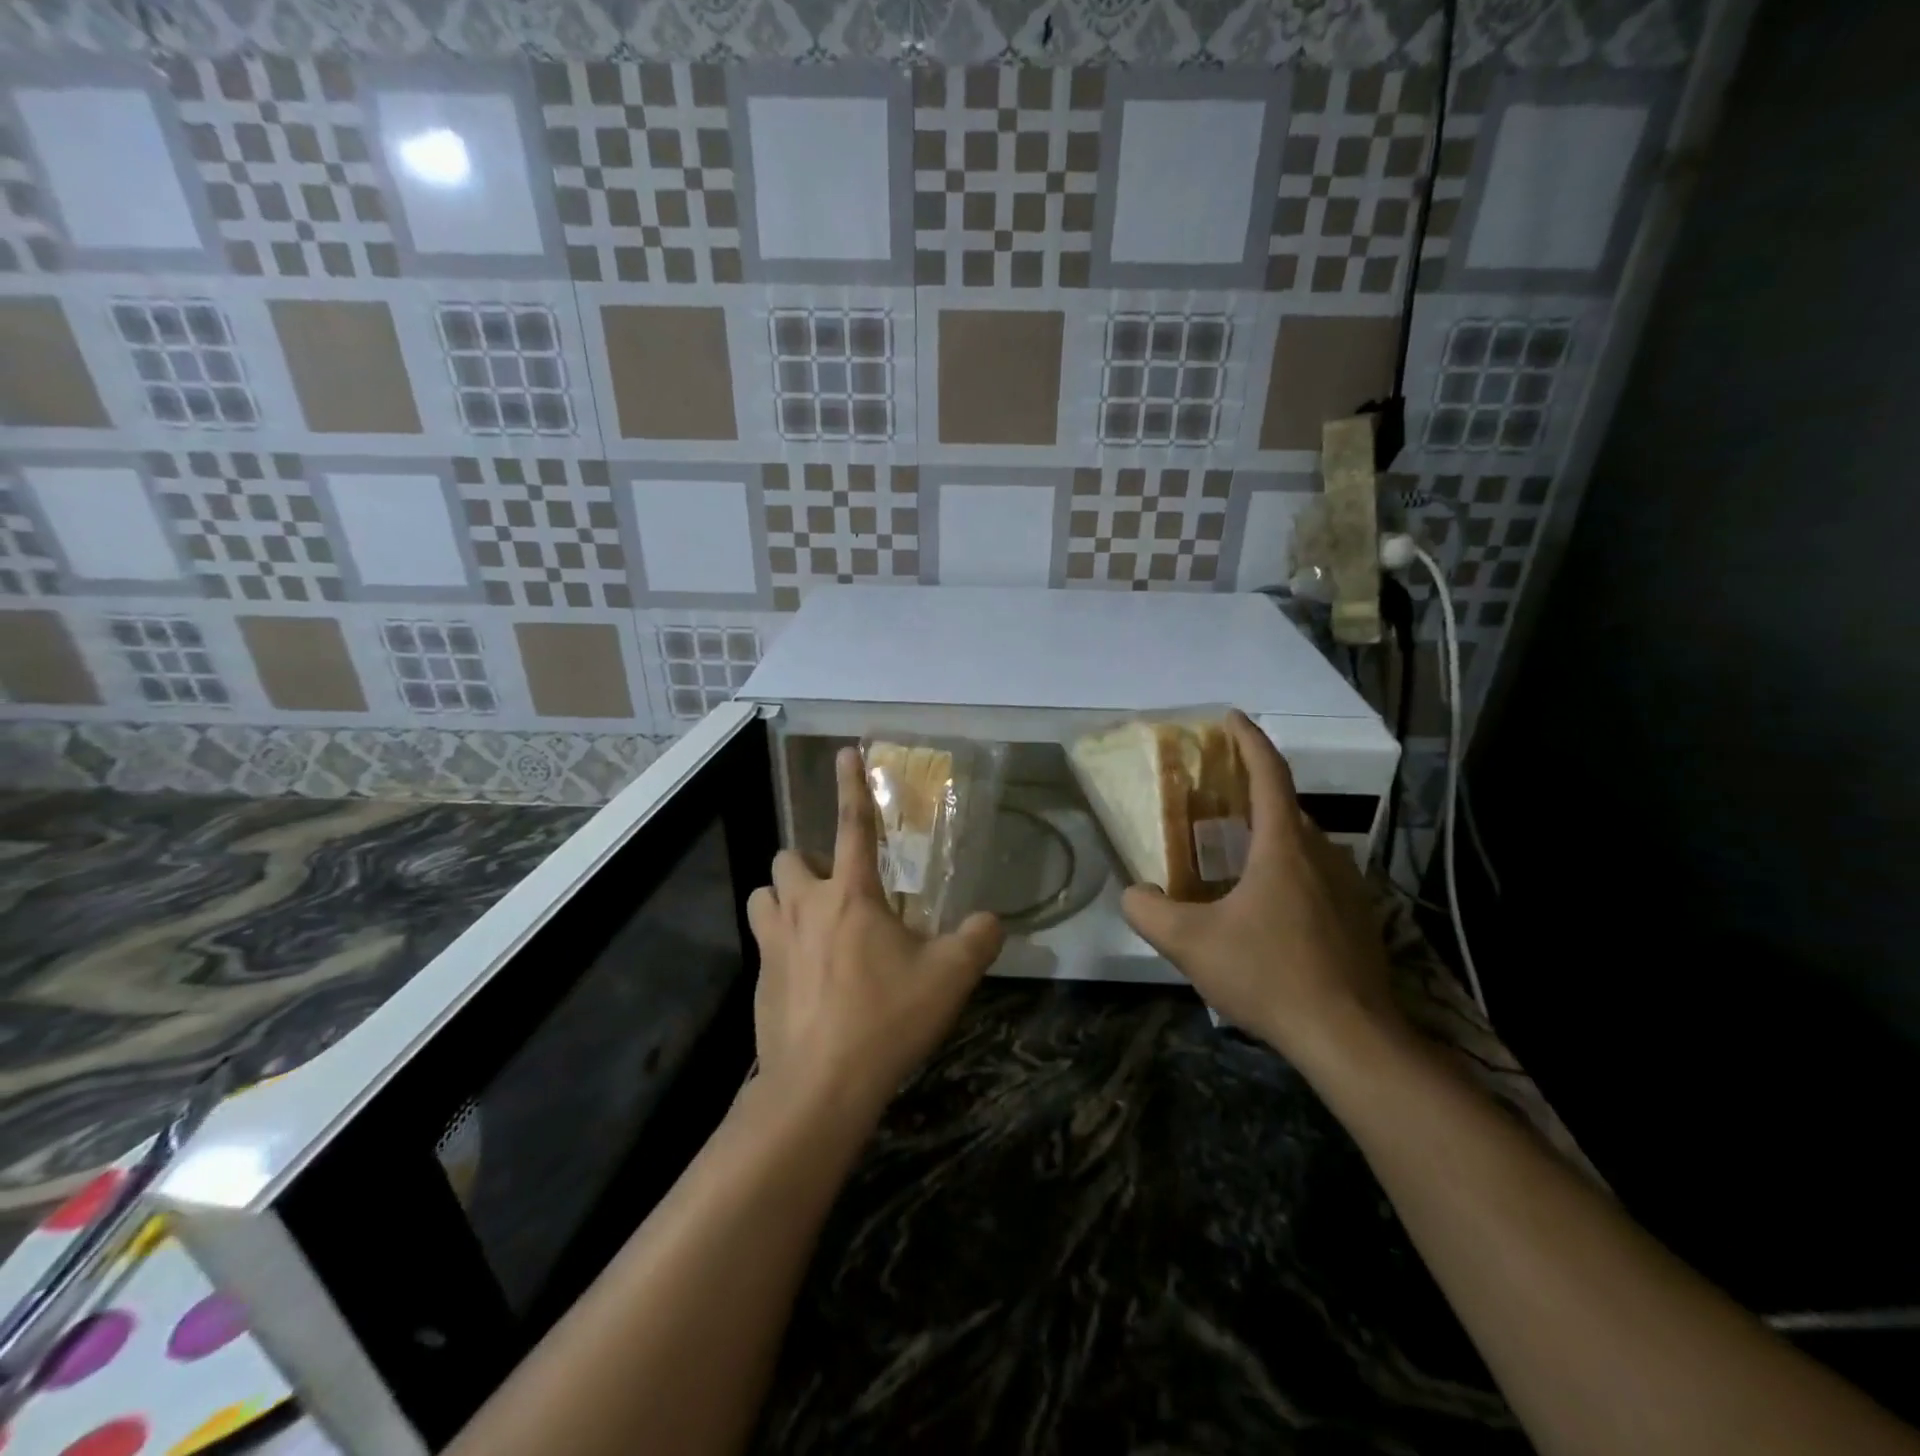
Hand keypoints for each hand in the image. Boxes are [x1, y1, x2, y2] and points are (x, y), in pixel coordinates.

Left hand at [746, 748, 1003, 1116]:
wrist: (819, 1088)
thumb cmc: (885, 1020)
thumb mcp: (949, 979)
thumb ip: (978, 941)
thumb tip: (994, 922)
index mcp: (851, 894)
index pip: (851, 823)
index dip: (851, 784)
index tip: (844, 752)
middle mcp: (805, 906)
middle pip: (788, 856)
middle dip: (807, 862)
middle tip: (838, 889)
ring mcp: (774, 942)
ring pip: (764, 893)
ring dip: (784, 897)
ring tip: (814, 924)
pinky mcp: (759, 979)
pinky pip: (764, 942)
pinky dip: (782, 944)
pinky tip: (808, 978)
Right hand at [1120, 711, 1400, 1066]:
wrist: (1351, 1038)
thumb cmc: (1269, 975)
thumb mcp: (1190, 944)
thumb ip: (1148, 911)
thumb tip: (1133, 893)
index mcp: (1284, 846)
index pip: (1269, 773)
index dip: (1248, 740)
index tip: (1230, 717)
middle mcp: (1322, 855)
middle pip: (1286, 806)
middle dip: (1252, 790)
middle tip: (1215, 795)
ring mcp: (1348, 887)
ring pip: (1304, 843)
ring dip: (1271, 833)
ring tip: (1235, 851)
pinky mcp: (1359, 919)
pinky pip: (1318, 874)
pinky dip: (1289, 868)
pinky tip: (1267, 905)